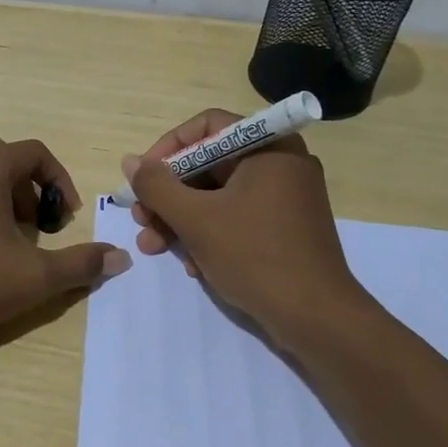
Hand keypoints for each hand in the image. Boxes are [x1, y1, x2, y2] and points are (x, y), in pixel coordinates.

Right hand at [123, 109, 367, 339]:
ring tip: (154, 248)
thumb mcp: (196, 219)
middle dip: (169, 195)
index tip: (143, 178)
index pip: (206, 127)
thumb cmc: (255, 256)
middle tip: (141, 220)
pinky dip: (209, 234)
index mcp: (268, 147)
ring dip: (181, 219)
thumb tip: (130, 161)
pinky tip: (191, 265)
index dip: (167, 149)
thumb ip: (157, 186)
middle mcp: (280, 164)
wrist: (317, 319)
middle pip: (209, 164)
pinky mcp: (285, 228)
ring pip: (219, 195)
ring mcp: (286, 198)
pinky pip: (237, 217)